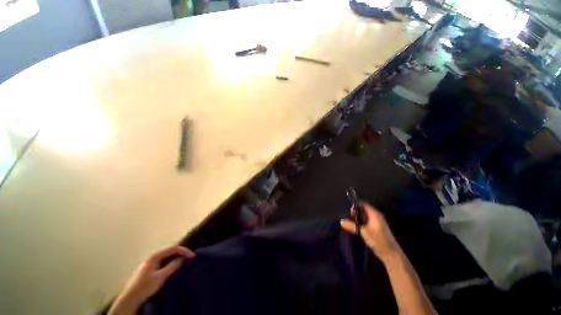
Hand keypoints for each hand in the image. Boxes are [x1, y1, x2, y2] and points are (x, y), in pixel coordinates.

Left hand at [109, 245, 195, 314]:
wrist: (130, 299)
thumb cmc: (145, 287)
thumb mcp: (161, 277)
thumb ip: (172, 266)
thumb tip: (183, 258)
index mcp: (155, 256)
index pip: (173, 248)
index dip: (184, 251)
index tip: (193, 256)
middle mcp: (153, 256)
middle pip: (170, 250)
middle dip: (181, 253)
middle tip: (190, 258)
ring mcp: (150, 262)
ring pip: (167, 256)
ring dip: (177, 257)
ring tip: (184, 261)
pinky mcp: (150, 268)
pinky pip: (164, 261)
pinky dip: (171, 261)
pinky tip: (174, 266)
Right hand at [341, 203, 402, 261]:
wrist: (391, 254)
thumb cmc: (378, 240)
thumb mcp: (363, 232)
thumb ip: (352, 226)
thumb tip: (341, 221)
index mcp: (374, 214)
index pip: (363, 204)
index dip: (356, 206)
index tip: (350, 213)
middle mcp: (376, 216)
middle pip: (363, 210)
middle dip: (355, 213)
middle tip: (350, 220)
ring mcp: (376, 222)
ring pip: (364, 216)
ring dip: (357, 219)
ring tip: (351, 224)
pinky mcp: (376, 228)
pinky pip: (366, 222)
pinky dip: (360, 223)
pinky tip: (356, 229)